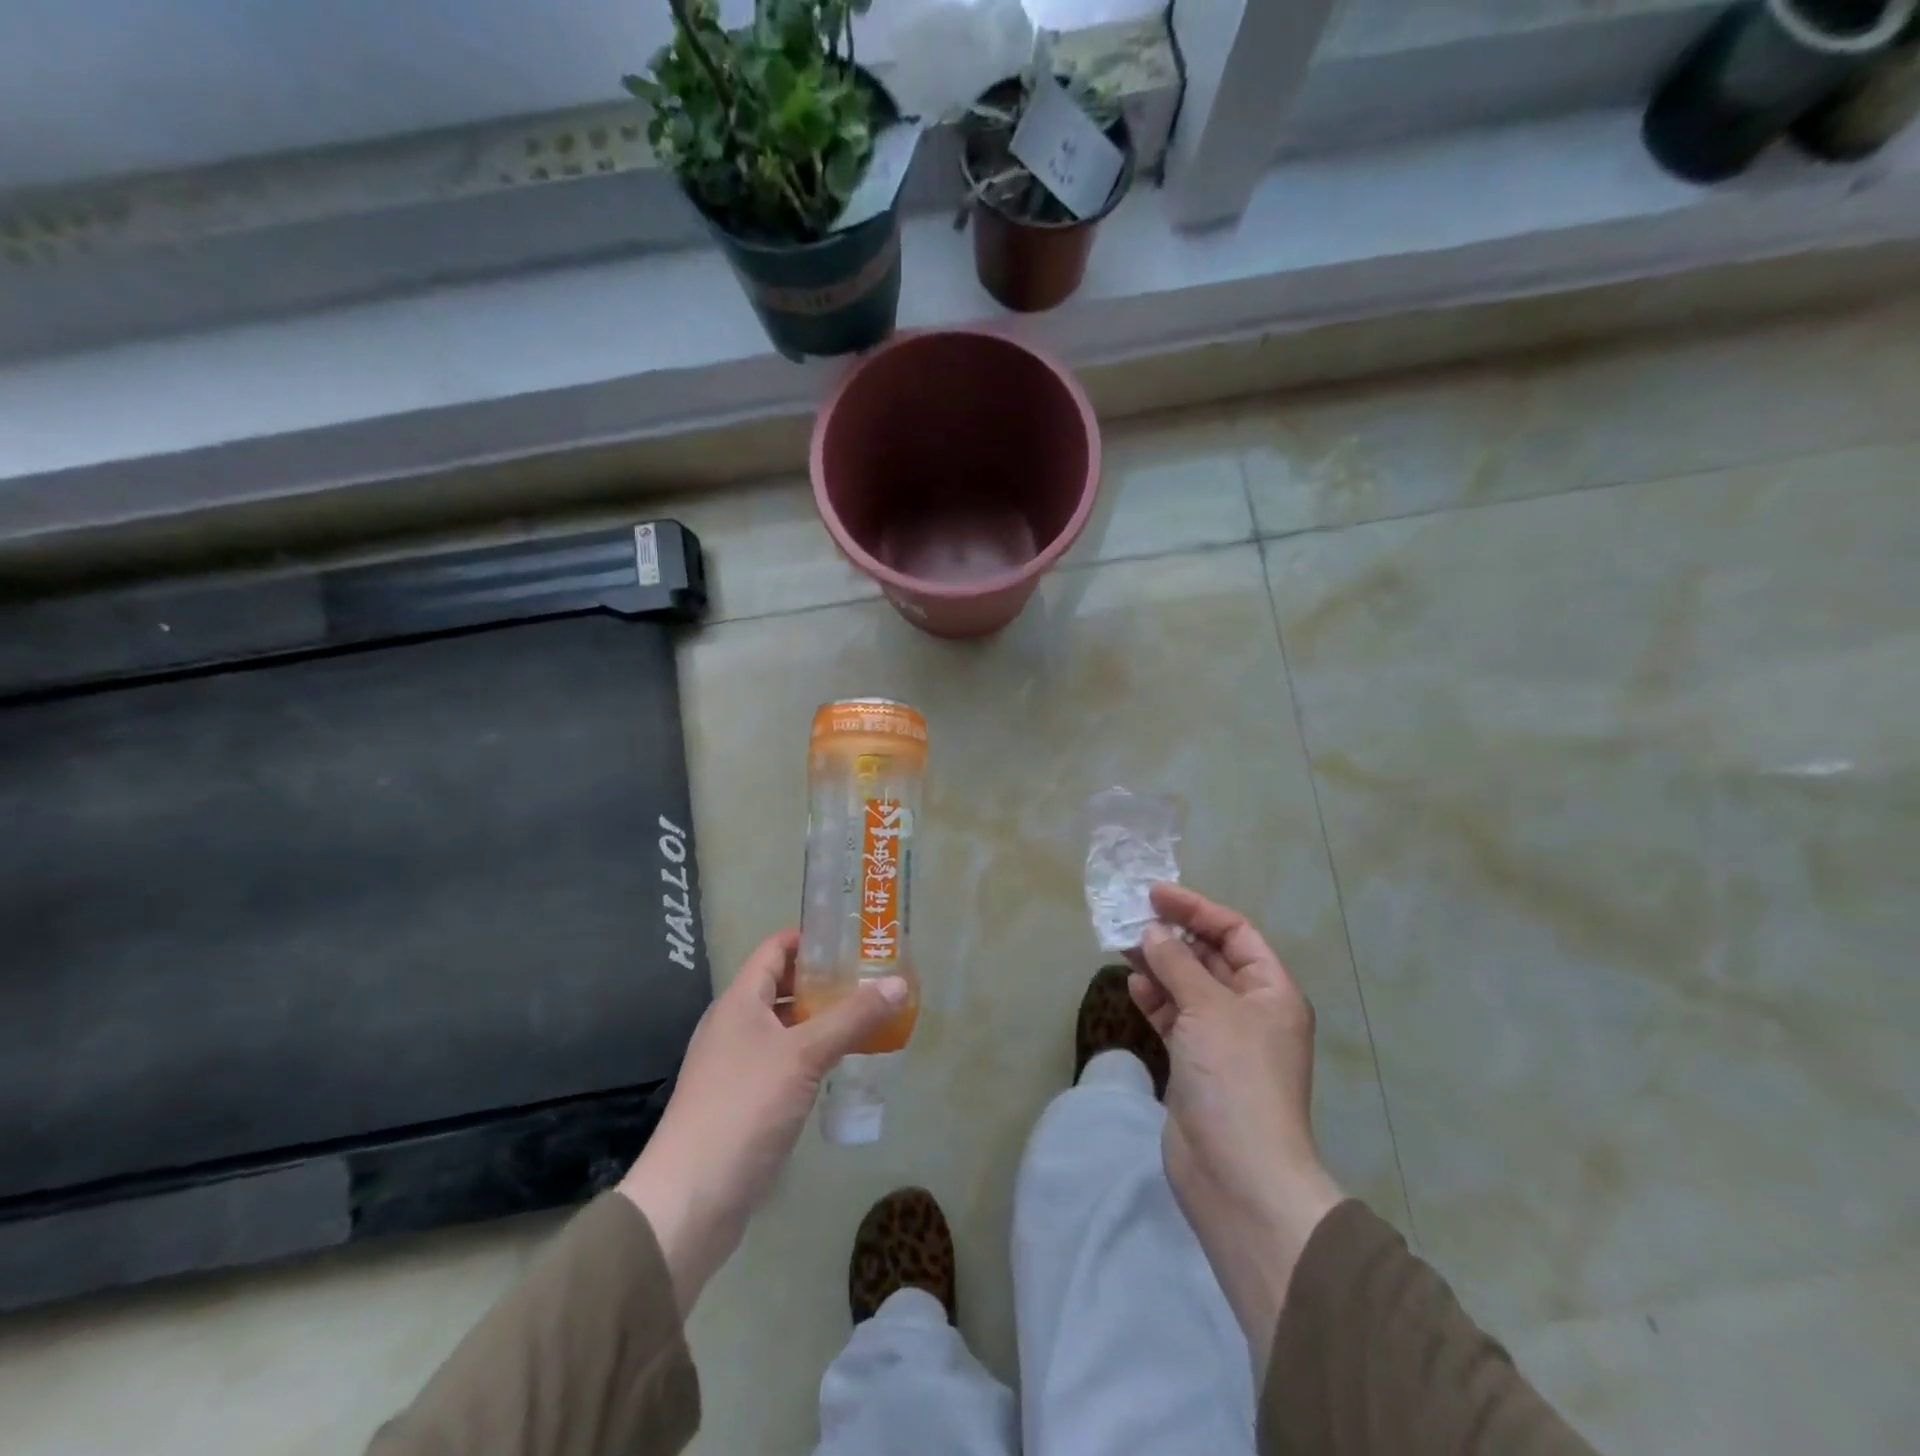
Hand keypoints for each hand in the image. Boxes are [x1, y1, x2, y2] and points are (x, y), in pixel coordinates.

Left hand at [619, 929, 907, 1314]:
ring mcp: (736, 1066)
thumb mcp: (804, 1056)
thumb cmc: (744, 1108)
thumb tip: (899, 984)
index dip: (810, 938)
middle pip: (781, 988)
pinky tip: (841, 1066)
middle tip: (870, 979)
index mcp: (738, 1002)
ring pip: (785, 1028)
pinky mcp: (744, 1102)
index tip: (853, 937)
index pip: (774, 950)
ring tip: (866, 1017)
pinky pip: (784, 1063)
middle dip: (824, 981)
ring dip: (821, 1021)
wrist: (691, 1200)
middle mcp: (734, 1026)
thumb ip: (852, 1018)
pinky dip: (812, 1056)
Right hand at [1128, 883, 1345, 1372]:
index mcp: (1271, 991)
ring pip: (1188, 988)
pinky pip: (1175, 1019)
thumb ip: (1176, 964)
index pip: (1236, 933)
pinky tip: (1134, 985)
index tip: (1155, 895)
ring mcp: (1223, 1041)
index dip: (1197, 909)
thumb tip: (1152, 933)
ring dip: (1160, 966)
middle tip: (1133, 919)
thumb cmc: (1235, 1078)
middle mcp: (1251, 1011)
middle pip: (1211, 958)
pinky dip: (1156, 1000)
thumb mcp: (1207, 1008)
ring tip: (1124, 946)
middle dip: (1175, 936)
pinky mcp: (1197, 1066)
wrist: (1238, 1174)